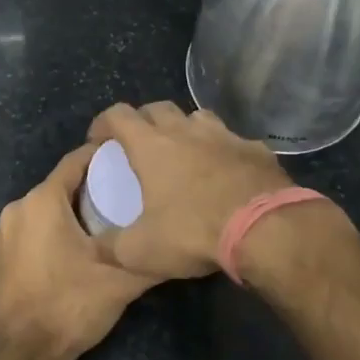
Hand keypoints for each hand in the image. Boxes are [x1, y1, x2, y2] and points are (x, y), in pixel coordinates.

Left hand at [0, 144, 158, 359]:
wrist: (21, 356)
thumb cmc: (70, 306)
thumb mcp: (121, 281)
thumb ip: (150, 257)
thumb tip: (176, 243)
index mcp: (41, 202)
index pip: (75, 162)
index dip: (101, 157)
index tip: (127, 161)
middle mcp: (15, 211)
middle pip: (57, 188)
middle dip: (87, 191)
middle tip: (121, 201)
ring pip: (40, 214)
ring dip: (65, 217)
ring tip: (98, 230)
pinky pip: (24, 238)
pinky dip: (44, 239)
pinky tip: (65, 259)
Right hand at [87, 102, 292, 280]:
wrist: (265, 229)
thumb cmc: (194, 232)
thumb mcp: (141, 251)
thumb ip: (111, 247)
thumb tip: (94, 248)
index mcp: (152, 146)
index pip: (118, 115)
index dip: (103, 123)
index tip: (98, 140)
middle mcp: (186, 131)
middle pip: (157, 108)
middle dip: (143, 120)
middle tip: (139, 144)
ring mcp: (225, 136)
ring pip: (198, 117)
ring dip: (185, 129)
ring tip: (184, 152)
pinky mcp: (256, 149)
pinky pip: (234, 142)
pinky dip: (224, 151)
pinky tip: (228, 172)